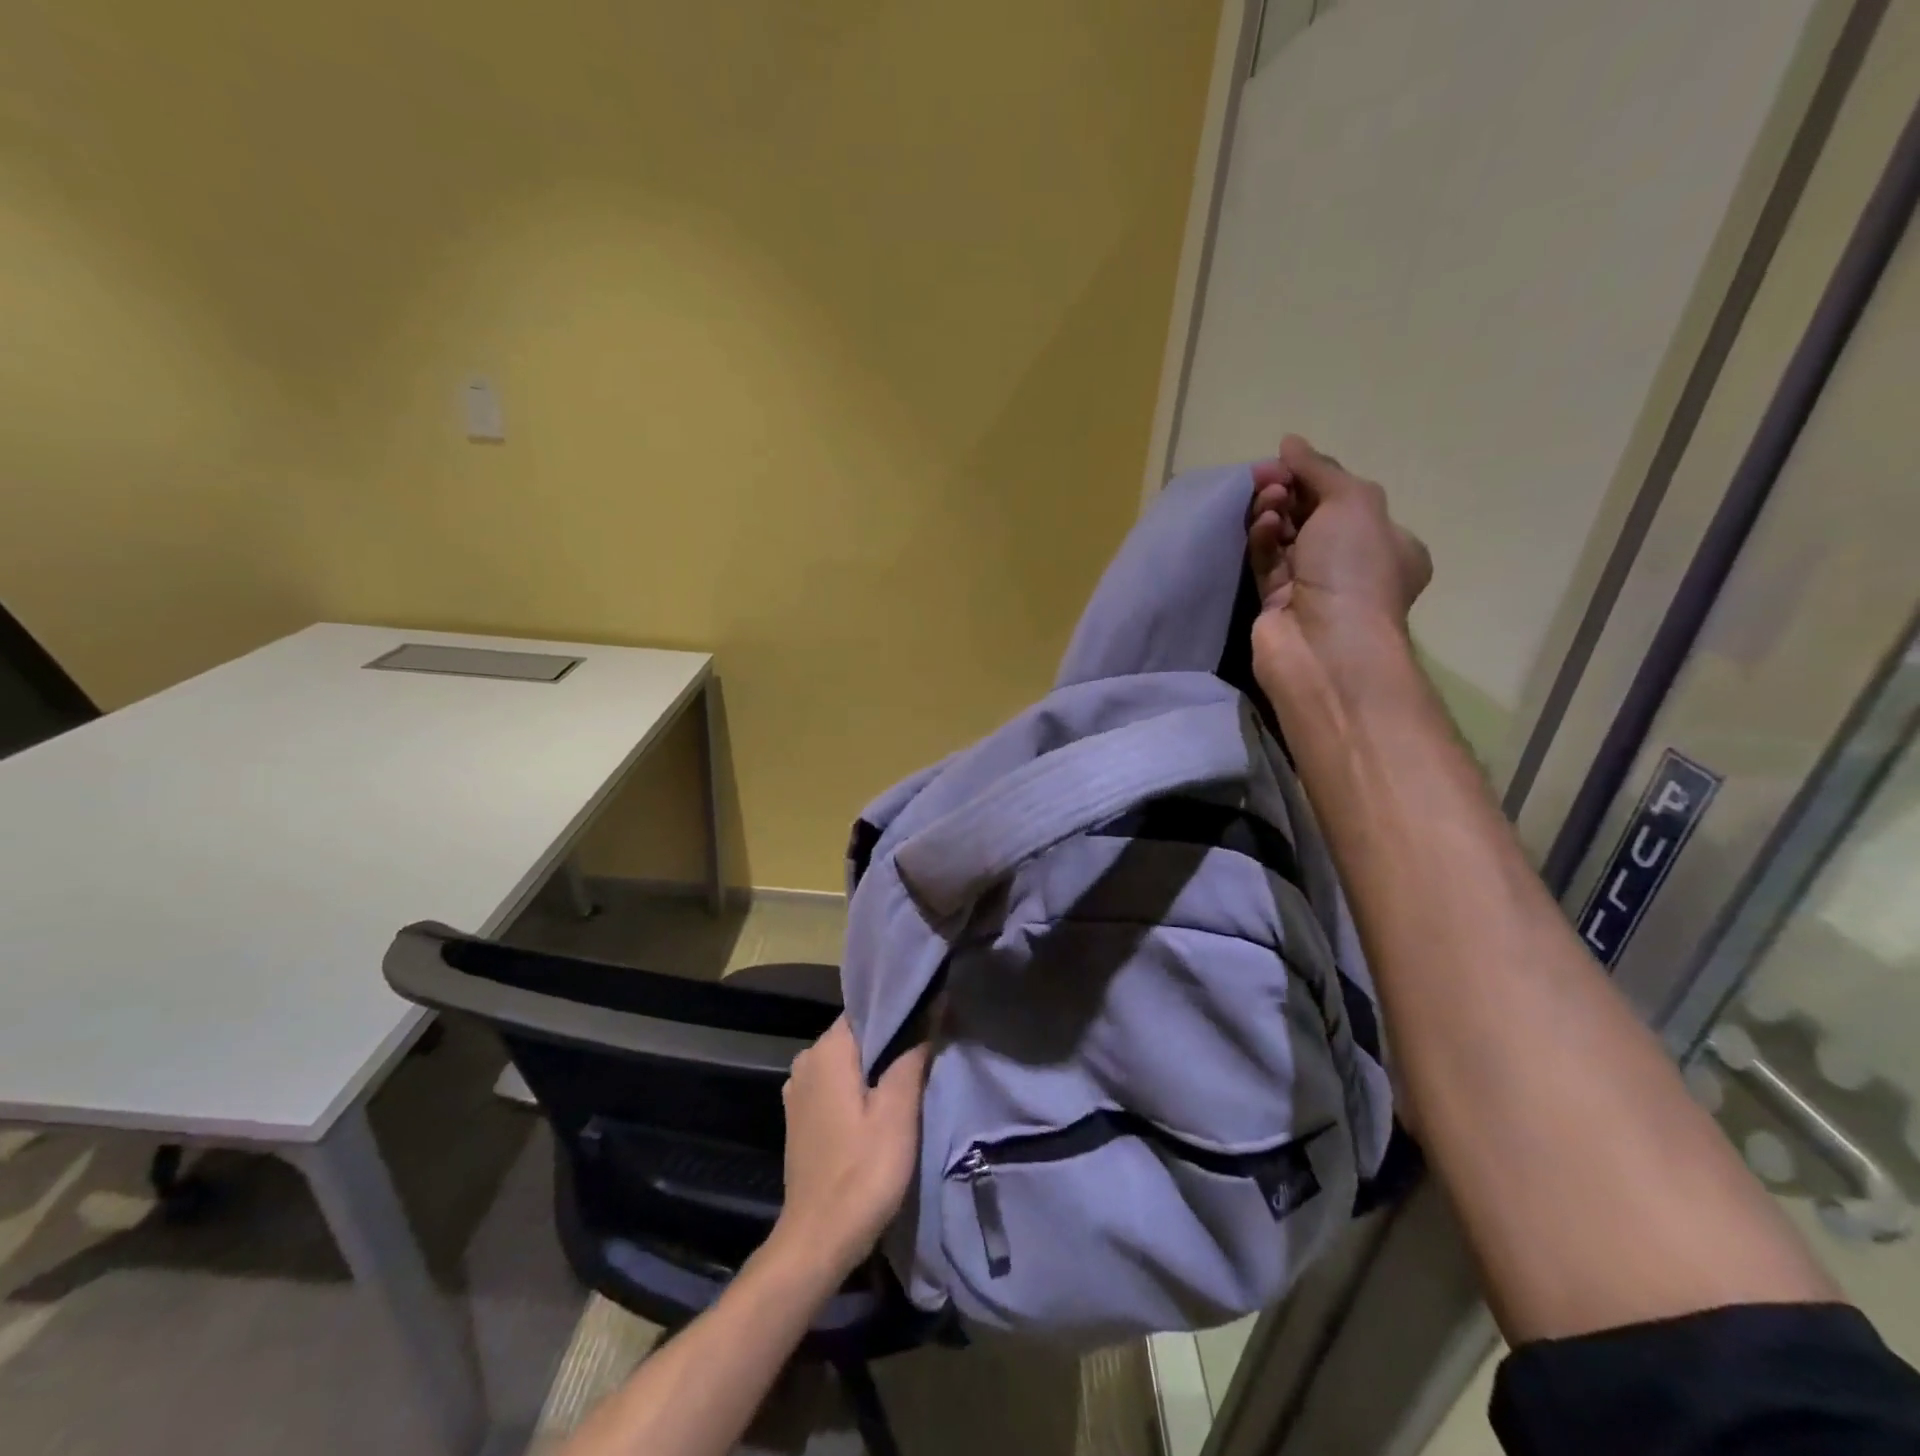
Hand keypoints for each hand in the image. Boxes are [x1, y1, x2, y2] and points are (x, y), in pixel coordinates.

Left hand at [772, 1018, 928, 1279]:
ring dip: (876, 1064)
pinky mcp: (800, 1117)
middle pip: (857, 1034)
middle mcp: (806, 1061)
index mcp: (826, 1051)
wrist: (818, 1241)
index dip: (899, 1010)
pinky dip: (859, 1085)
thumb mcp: (898, 1112)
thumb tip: (931, 1012)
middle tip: (930, 1044)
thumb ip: (912, 1057)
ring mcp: (799, 1091)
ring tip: (914, 1070)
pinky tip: (884, 1100)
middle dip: (891, 1038)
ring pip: (847, 1061)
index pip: (866, 1008)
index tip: (930, 1013)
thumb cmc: (863, 1171)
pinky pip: (836, 1084)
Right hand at [1247, 435, 1430, 693]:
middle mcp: (1351, 564)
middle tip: (1265, 478)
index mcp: (1386, 542)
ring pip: (1285, 537)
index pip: (1346, 498)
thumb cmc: (1354, 569)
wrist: (1325, 645)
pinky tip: (1260, 527)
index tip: (1286, 461)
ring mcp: (1312, 586)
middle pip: (1312, 515)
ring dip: (1273, 512)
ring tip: (1265, 502)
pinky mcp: (1276, 602)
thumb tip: (1290, 442)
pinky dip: (1262, 540)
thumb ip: (1320, 469)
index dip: (1315, 476)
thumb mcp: (1352, 502)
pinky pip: (1266, 562)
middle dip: (1289, 491)